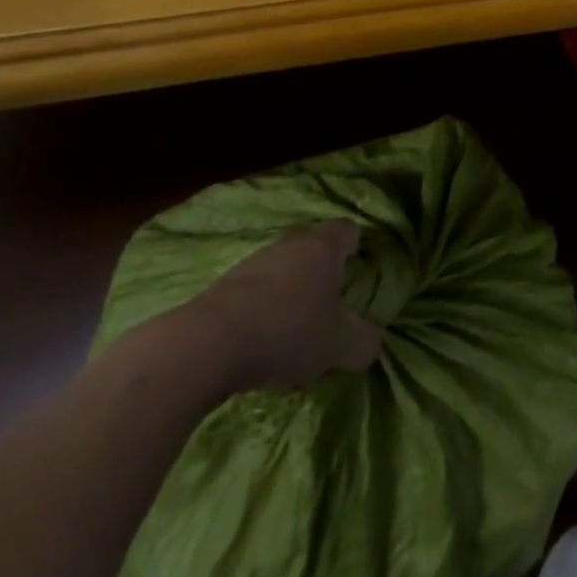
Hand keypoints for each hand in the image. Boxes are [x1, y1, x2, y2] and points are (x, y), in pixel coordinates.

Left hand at [177, 222, 384, 393]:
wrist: (204, 346)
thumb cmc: (286, 331)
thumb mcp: (338, 346)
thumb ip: (363, 343)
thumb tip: (372, 343)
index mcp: (323, 247)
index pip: (348, 230)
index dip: (357, 246)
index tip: (359, 270)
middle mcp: (289, 245)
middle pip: (313, 247)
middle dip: (322, 272)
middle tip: (330, 303)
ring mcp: (251, 263)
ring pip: (281, 270)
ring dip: (289, 292)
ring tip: (293, 330)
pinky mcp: (221, 288)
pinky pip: (253, 292)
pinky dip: (261, 310)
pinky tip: (260, 342)